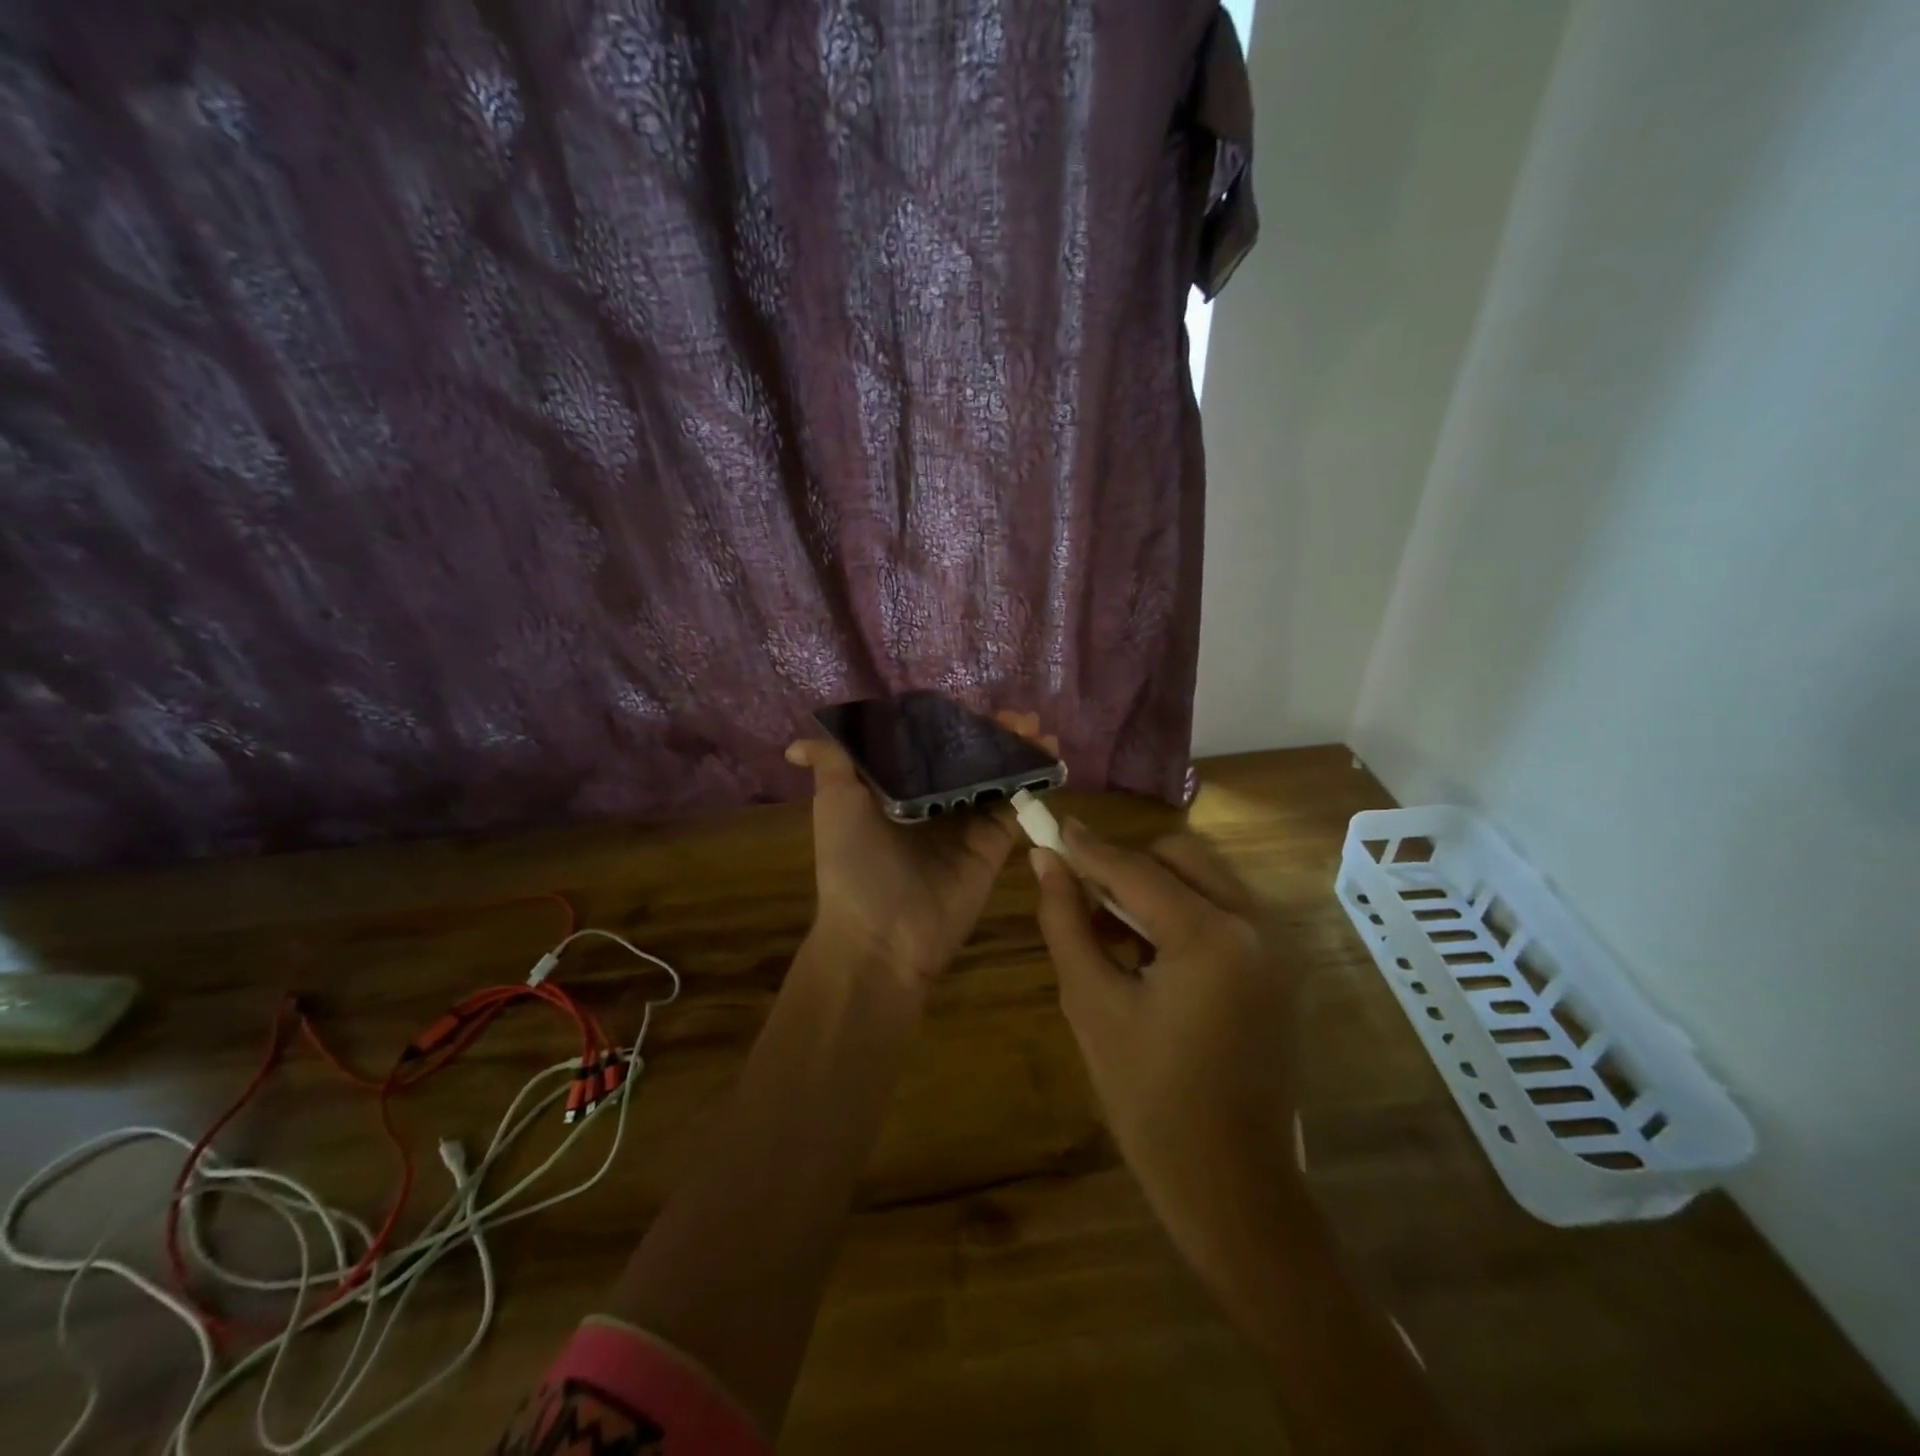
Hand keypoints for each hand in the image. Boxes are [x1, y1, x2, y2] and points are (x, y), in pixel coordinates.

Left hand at [788, 712, 1057, 985]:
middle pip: (968, 760)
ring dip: (1017, 751)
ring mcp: (965, 825)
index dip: (951, 724)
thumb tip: (795, 745)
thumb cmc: (852, 862)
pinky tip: (1046, 755)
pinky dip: (1031, 781)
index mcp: (896, 790)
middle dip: (992, 735)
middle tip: (1017, 717)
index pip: (928, 746)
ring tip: (1036, 728)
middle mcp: (932, 803)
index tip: (972, 705)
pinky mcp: (991, 847)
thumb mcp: (834, 804)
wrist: (881, 935)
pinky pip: (1014, 808)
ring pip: (996, 779)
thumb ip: (831, 765)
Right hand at [1029, 823, 1301, 1276]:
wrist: (1232, 1186)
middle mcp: (1256, 924)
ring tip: (1112, 927)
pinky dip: (1183, 910)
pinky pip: (1224, 908)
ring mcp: (1277, 944)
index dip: (1086, 848)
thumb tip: (1044, 861)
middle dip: (1127, 863)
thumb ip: (1065, 922)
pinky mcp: (1280, 965)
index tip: (1048, 828)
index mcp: (1213, 936)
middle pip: (1180, 855)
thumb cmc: (1150, 1101)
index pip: (1135, 869)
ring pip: (1205, 876)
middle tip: (1083, 894)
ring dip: (1155, 884)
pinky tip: (1150, 951)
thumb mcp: (1092, 1005)